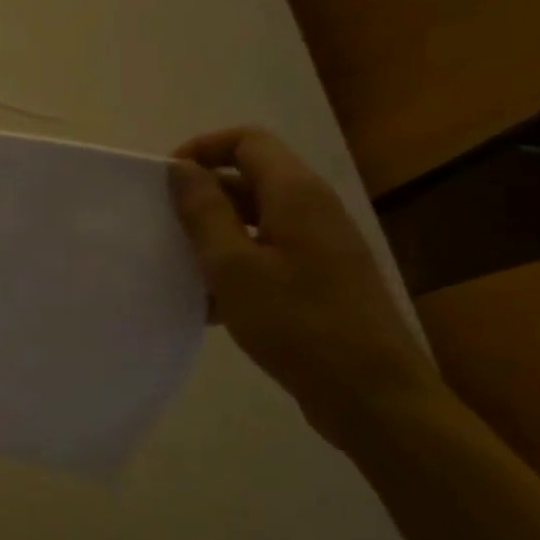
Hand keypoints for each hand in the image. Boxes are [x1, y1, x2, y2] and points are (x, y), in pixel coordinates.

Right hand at [168, 126, 439, 440]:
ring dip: (215, 235)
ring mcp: (321, 246)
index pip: (247, 141)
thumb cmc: (298, 324)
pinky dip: (236, 265)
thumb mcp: (233, 266)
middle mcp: (313, 210)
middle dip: (203, 196)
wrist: (374, 398)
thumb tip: (181, 168)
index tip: (166, 182)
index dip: (202, 149)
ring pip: (255, 220)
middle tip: (165, 227)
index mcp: (296, 195)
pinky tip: (209, 304)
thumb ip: (204, 212)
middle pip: (250, 178)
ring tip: (181, 267)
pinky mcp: (321, 279)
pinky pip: (268, 253)